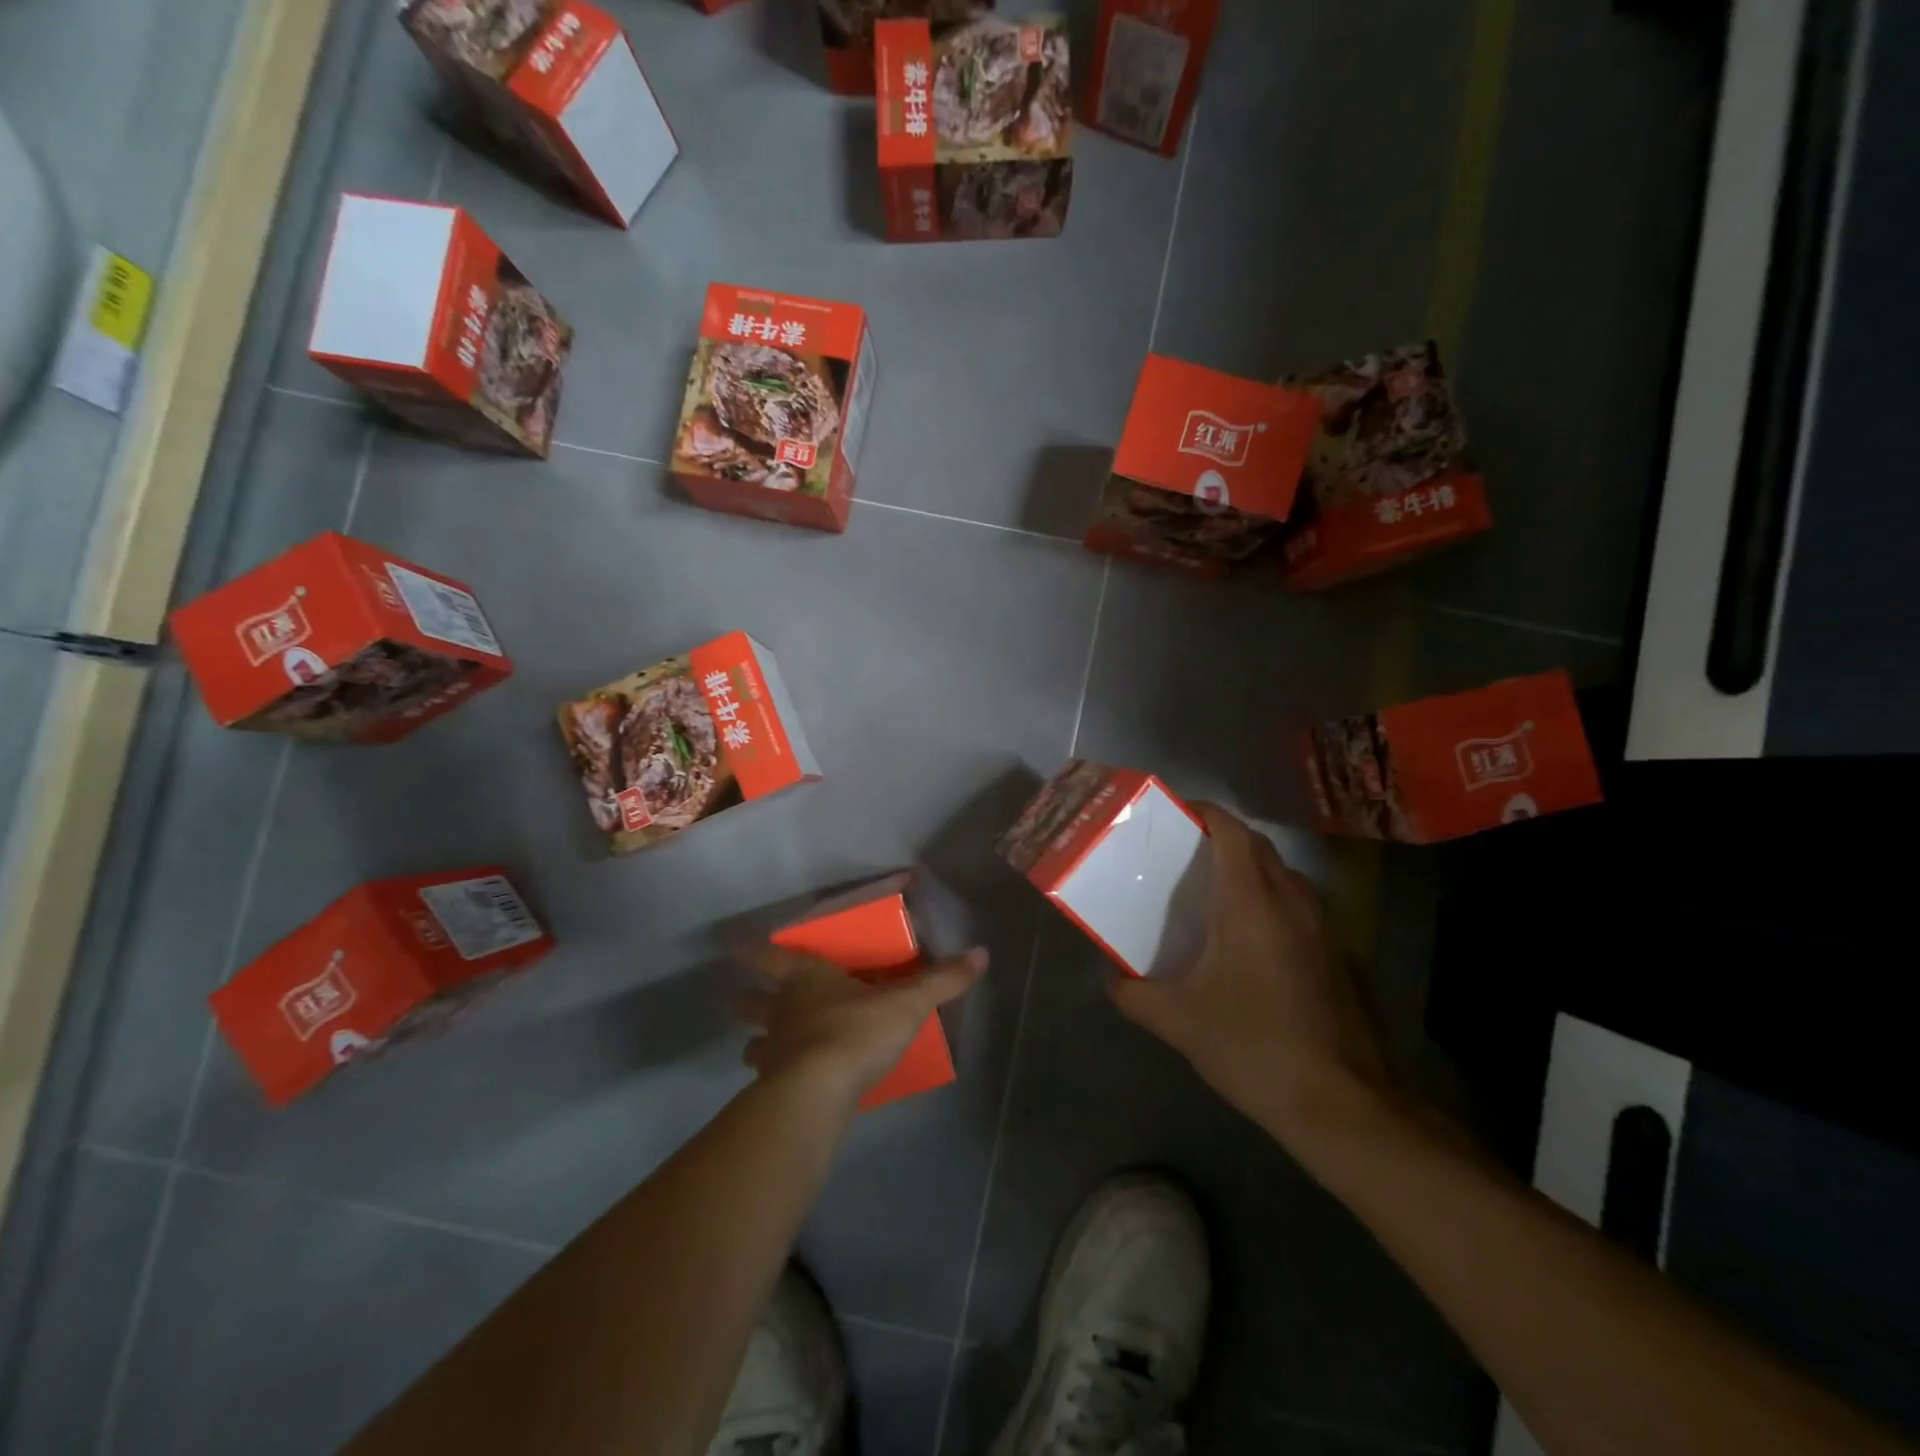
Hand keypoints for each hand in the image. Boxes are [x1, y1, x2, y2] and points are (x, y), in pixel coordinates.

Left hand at [732, 943, 987, 1105]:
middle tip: (747, 1000)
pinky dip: (773, 1081)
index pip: (770, 956)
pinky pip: (766, 1081)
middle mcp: (782, 1010)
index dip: (753, 950)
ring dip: (758, 1044)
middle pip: (750, 1002)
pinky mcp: (772, 1090)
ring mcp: (772, 1052)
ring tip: (767, 1051)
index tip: (733, 944)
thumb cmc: (857, 1031)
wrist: (819, 1092)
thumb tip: (981, 953)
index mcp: (806, 979)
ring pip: (752, 1044)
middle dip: (747, 1000)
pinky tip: (787, 1088)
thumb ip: (942, 980)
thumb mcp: (907, 1003)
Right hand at [1108, 803, 1387, 1144]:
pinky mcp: (1341, 957)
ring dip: (1250, 872)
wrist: (1342, 1104)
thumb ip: (1134, 995)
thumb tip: (1110, 980)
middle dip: (1221, 839)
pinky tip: (1253, 946)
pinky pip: (1301, 909)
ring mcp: (1325, 928)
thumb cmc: (1253, 1046)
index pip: (1231, 831)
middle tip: (1183, 856)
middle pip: (1258, 847)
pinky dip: (1273, 904)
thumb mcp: (1178, 1021)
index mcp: (1252, 902)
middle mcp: (1293, 901)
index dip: (1204, 812)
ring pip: (1284, 877)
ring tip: (1214, 896)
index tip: (1174, 815)